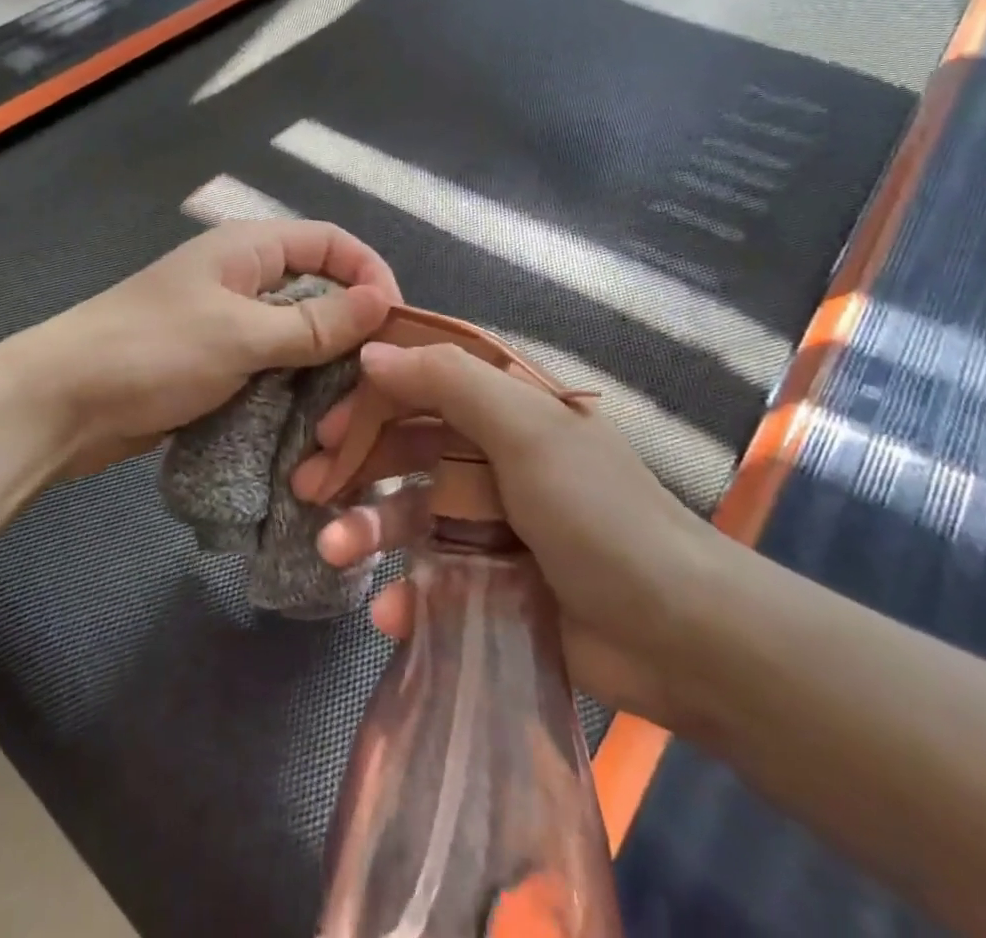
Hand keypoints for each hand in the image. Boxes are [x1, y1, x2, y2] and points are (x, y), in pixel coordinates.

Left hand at [7, 221, 398, 479]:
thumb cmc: (153, 351)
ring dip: (325, 368)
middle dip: (353, 328)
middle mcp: (245, 279)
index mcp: (249, 249)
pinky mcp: (218, 365)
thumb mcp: (241, 334)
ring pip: (299, 336)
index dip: (371, 273)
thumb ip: (315, 322)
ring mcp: (230, 324)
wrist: (62, 403)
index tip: (397, 323)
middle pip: (320, 290)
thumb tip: (384, 303)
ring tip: (350, 409)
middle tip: (380, 377)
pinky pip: (273, 369)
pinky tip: (315, 423)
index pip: (331, 242)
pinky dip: (296, 390)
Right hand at [295, 341, 719, 726]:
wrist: (678, 633)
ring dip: (366, 528)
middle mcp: (496, 455)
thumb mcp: (525, 429)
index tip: (327, 421)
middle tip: (306, 485)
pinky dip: (407, 594)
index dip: (374, 395)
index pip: (426, 382)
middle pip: (408, 446)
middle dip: (355, 463)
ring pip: (411, 512)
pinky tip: (388, 613)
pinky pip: (433, 578)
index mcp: (508, 408)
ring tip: (330, 549)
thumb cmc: (596, 512)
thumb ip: (447, 382)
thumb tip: (371, 353)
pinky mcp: (493, 581)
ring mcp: (493, 520)